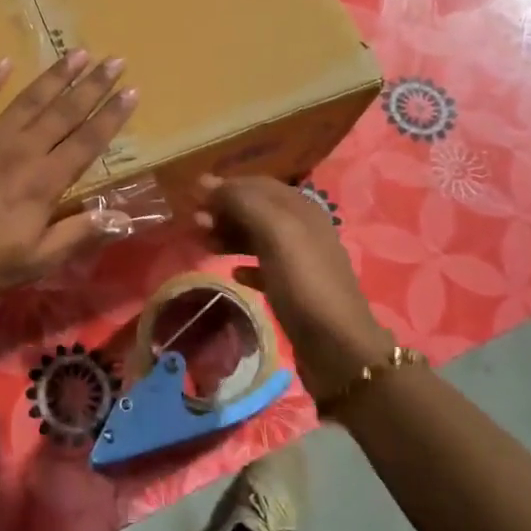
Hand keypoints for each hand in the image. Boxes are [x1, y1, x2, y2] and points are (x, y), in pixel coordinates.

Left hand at [0, 52, 139, 307]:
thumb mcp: (34, 261)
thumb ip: (78, 233)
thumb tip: (122, 216)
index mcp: (44, 181)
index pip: (88, 141)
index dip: (112, 116)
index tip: (132, 91)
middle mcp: (20, 149)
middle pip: (64, 111)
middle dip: (93, 85)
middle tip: (114, 59)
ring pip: (27, 99)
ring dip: (54, 75)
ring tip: (76, 53)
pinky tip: (3, 64)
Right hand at [194, 175, 393, 401]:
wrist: (338, 347)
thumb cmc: (304, 283)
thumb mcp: (274, 233)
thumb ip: (242, 203)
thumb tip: (206, 183)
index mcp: (301, 209)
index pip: (257, 184)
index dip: (225, 186)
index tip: (192, 195)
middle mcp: (302, 229)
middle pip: (256, 209)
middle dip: (224, 210)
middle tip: (194, 222)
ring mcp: (298, 261)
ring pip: (257, 237)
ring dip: (229, 235)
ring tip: (203, 244)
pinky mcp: (293, 290)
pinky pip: (263, 267)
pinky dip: (244, 264)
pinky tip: (232, 273)